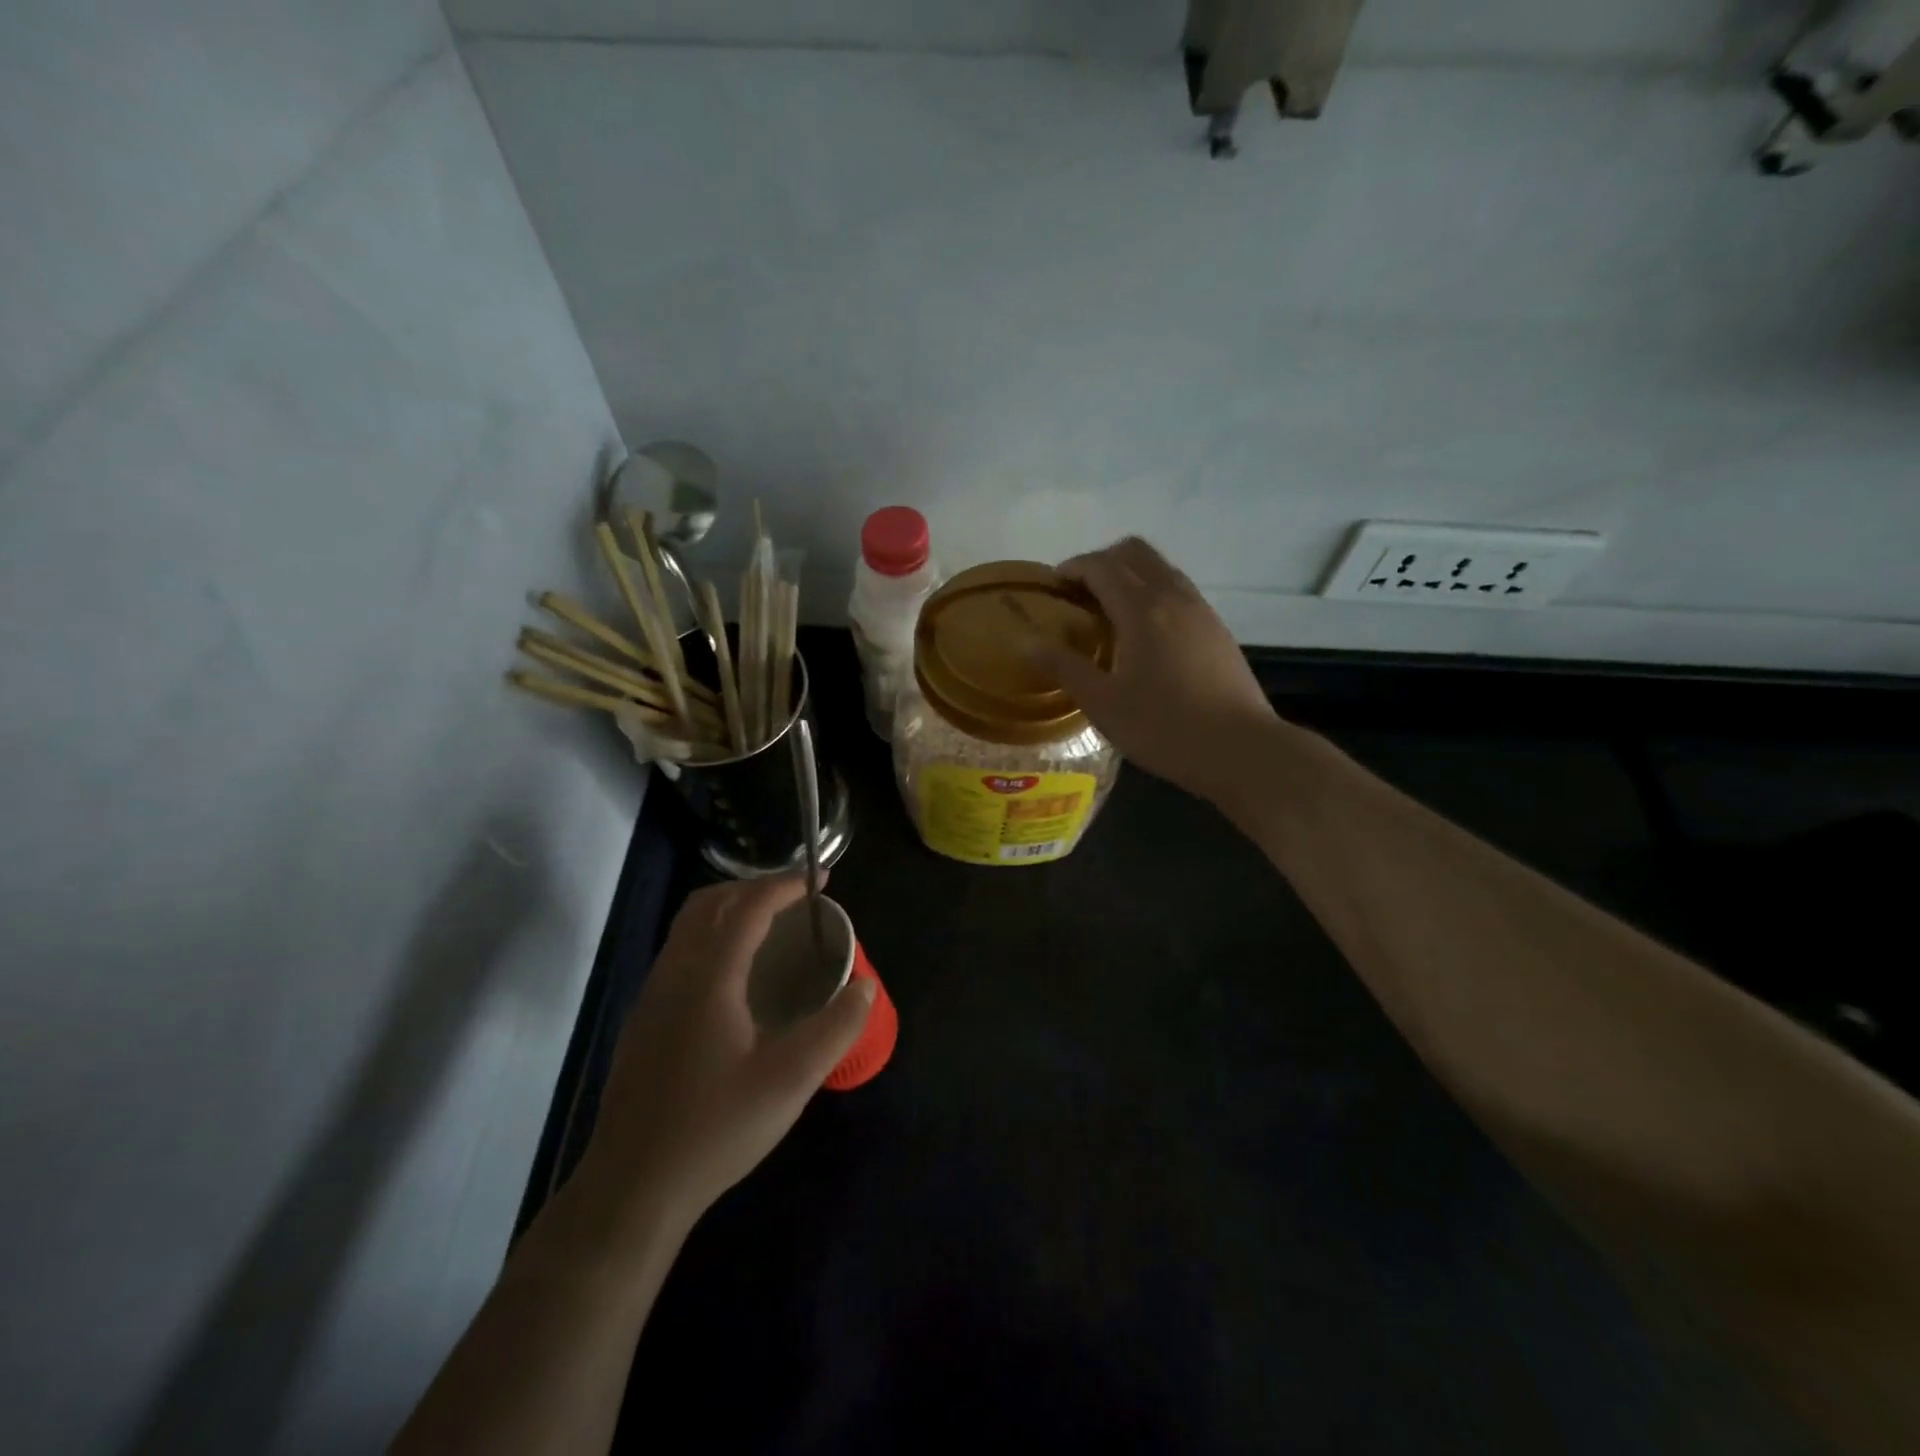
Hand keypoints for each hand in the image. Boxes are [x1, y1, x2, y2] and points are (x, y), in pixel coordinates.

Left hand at [581, 875, 874, 1234]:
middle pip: (708, 904)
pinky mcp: (644, 1021)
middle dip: (753, 888)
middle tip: (794, 899)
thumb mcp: (790, 1081)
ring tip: (769, 927)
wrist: (632, 1188)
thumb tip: (865, 987)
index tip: (820, 881)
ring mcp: (652, 997)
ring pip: (687, 927)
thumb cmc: (715, 1129)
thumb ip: (835, 1029)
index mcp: (709, 978)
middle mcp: (674, 974)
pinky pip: (679, 952)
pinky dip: (711, 937)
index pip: (747, 908)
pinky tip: (734, 975)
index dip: (784, 886)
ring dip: (728, 910)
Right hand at [1038, 537, 1278, 803]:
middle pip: (1134, 552)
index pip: (1101, 566)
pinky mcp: (1217, 629)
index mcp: (1142, 609)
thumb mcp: (1103, 703)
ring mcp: (1201, 610)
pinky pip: (1177, 590)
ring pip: (1160, 568)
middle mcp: (1173, 597)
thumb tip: (1027, 643)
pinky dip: (1152, 593)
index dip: (1071, 568)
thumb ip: (1064, 667)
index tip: (1051, 587)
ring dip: (1129, 576)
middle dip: (1101, 562)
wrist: (1240, 749)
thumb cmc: (1164, 728)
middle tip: (1078, 595)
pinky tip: (1143, 635)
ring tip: (1108, 613)